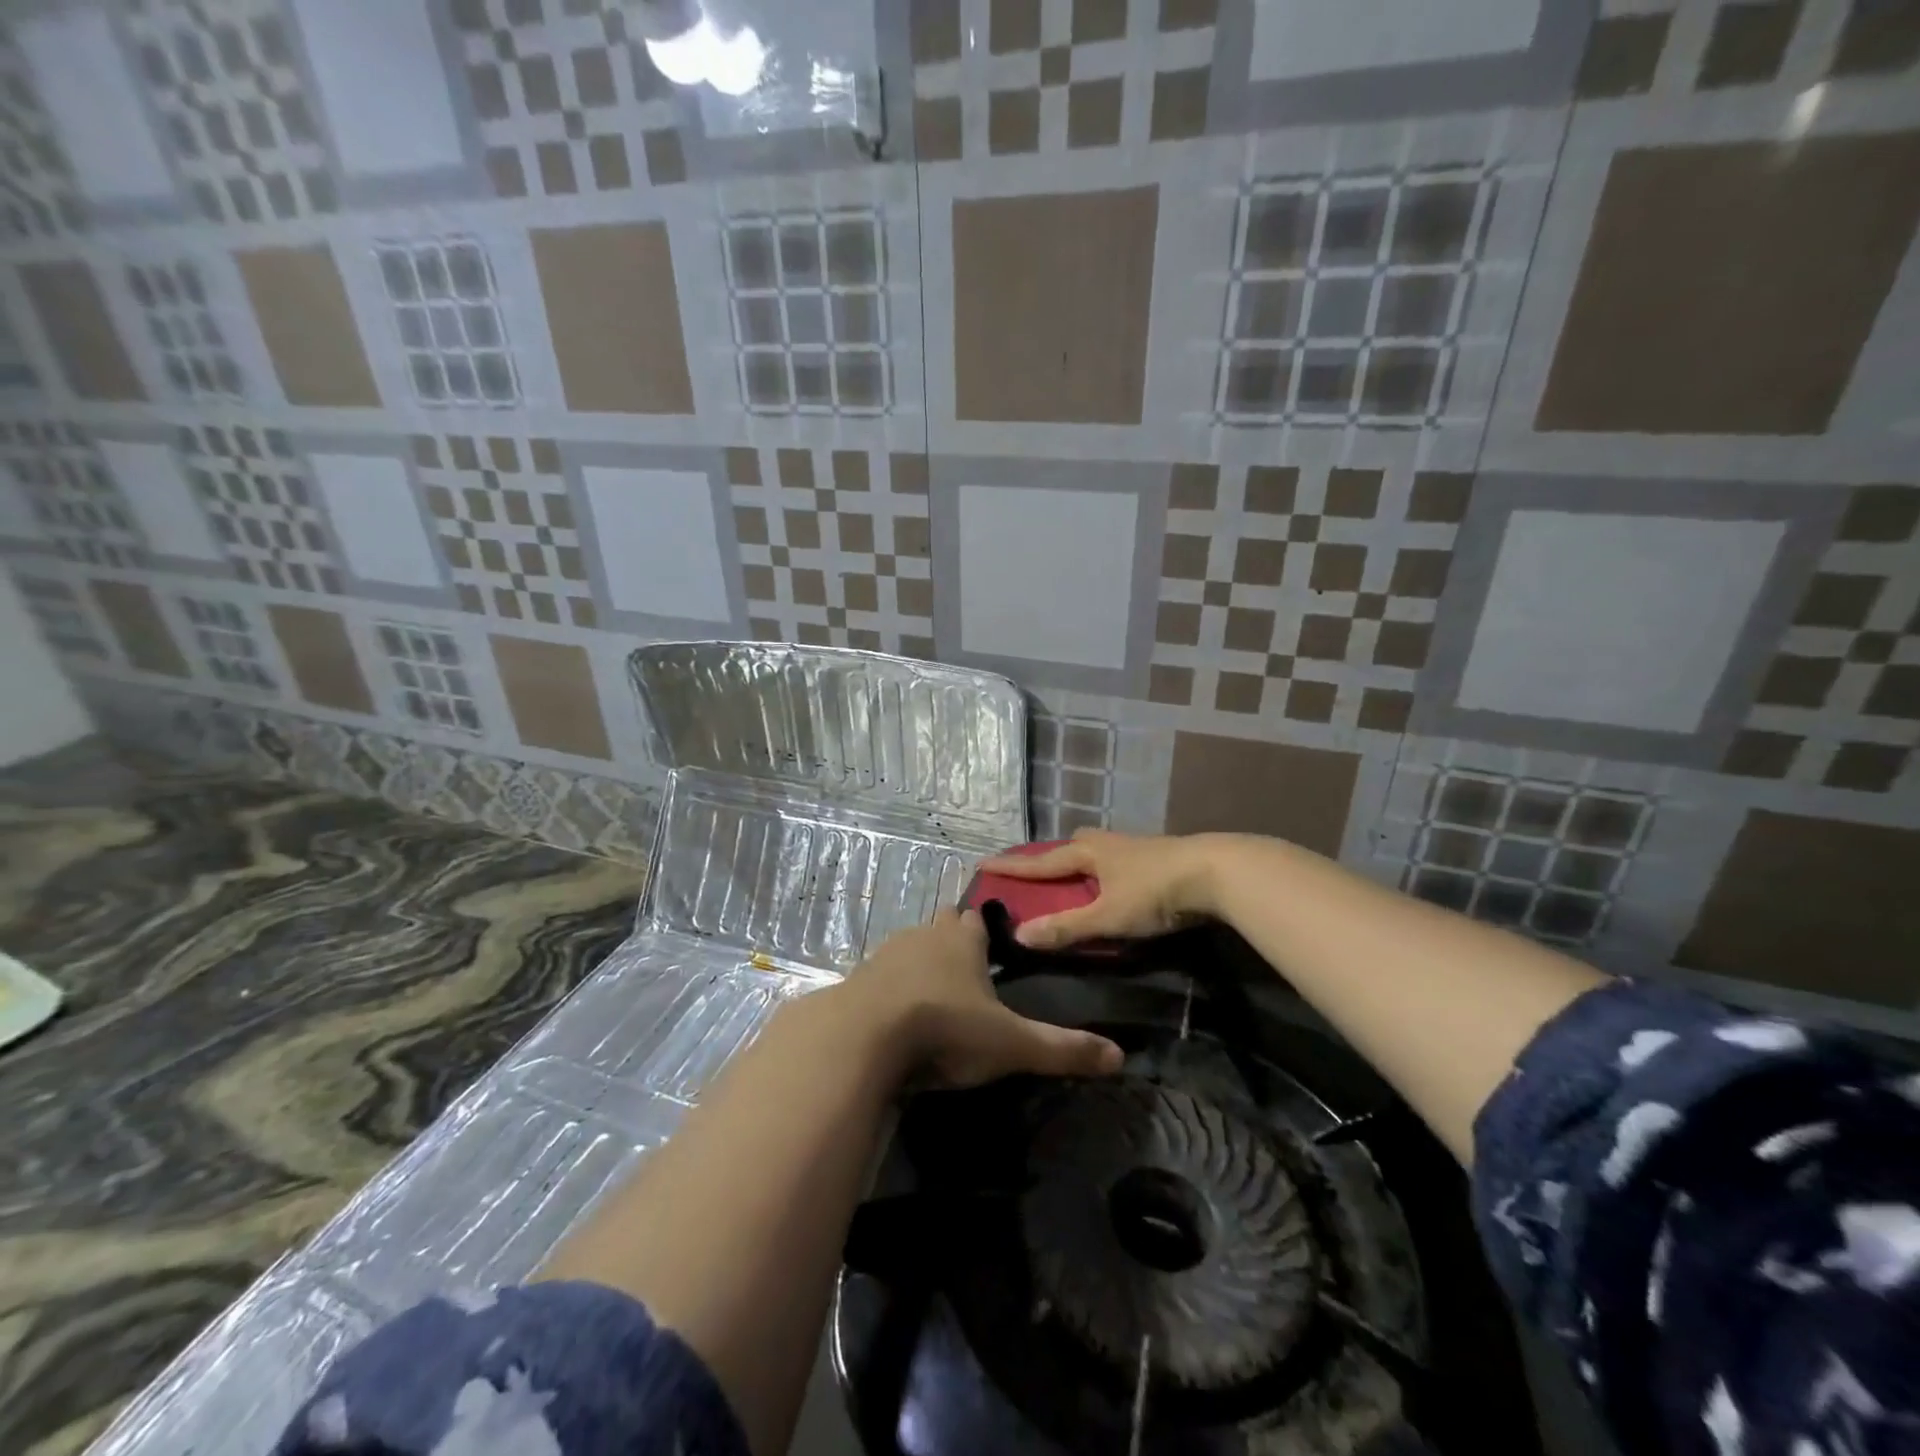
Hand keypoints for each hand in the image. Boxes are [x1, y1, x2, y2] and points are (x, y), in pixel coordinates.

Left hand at [841, 908, 1122, 1087]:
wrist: (862, 1038)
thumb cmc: (945, 1029)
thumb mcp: (1010, 1045)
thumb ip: (1062, 1049)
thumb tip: (1120, 1057)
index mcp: (961, 941)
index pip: (977, 920)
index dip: (986, 932)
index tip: (994, 949)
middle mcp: (924, 936)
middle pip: (942, 927)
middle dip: (953, 943)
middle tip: (967, 975)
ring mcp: (886, 955)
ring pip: (909, 948)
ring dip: (920, 965)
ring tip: (933, 998)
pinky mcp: (858, 979)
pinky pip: (881, 976)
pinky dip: (891, 989)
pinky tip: (896, 1016)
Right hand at [977, 829, 1219, 949]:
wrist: (1217, 872)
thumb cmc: (1155, 892)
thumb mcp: (1107, 916)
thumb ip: (1066, 928)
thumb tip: (1019, 935)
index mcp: (1089, 854)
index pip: (1041, 862)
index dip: (1013, 867)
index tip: (983, 864)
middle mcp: (1108, 845)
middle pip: (1072, 846)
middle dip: (1053, 858)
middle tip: (1041, 874)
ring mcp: (1137, 848)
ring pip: (1099, 851)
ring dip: (1083, 864)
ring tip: (1078, 882)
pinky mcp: (1160, 857)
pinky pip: (1119, 861)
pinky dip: (1107, 872)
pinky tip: (1117, 886)